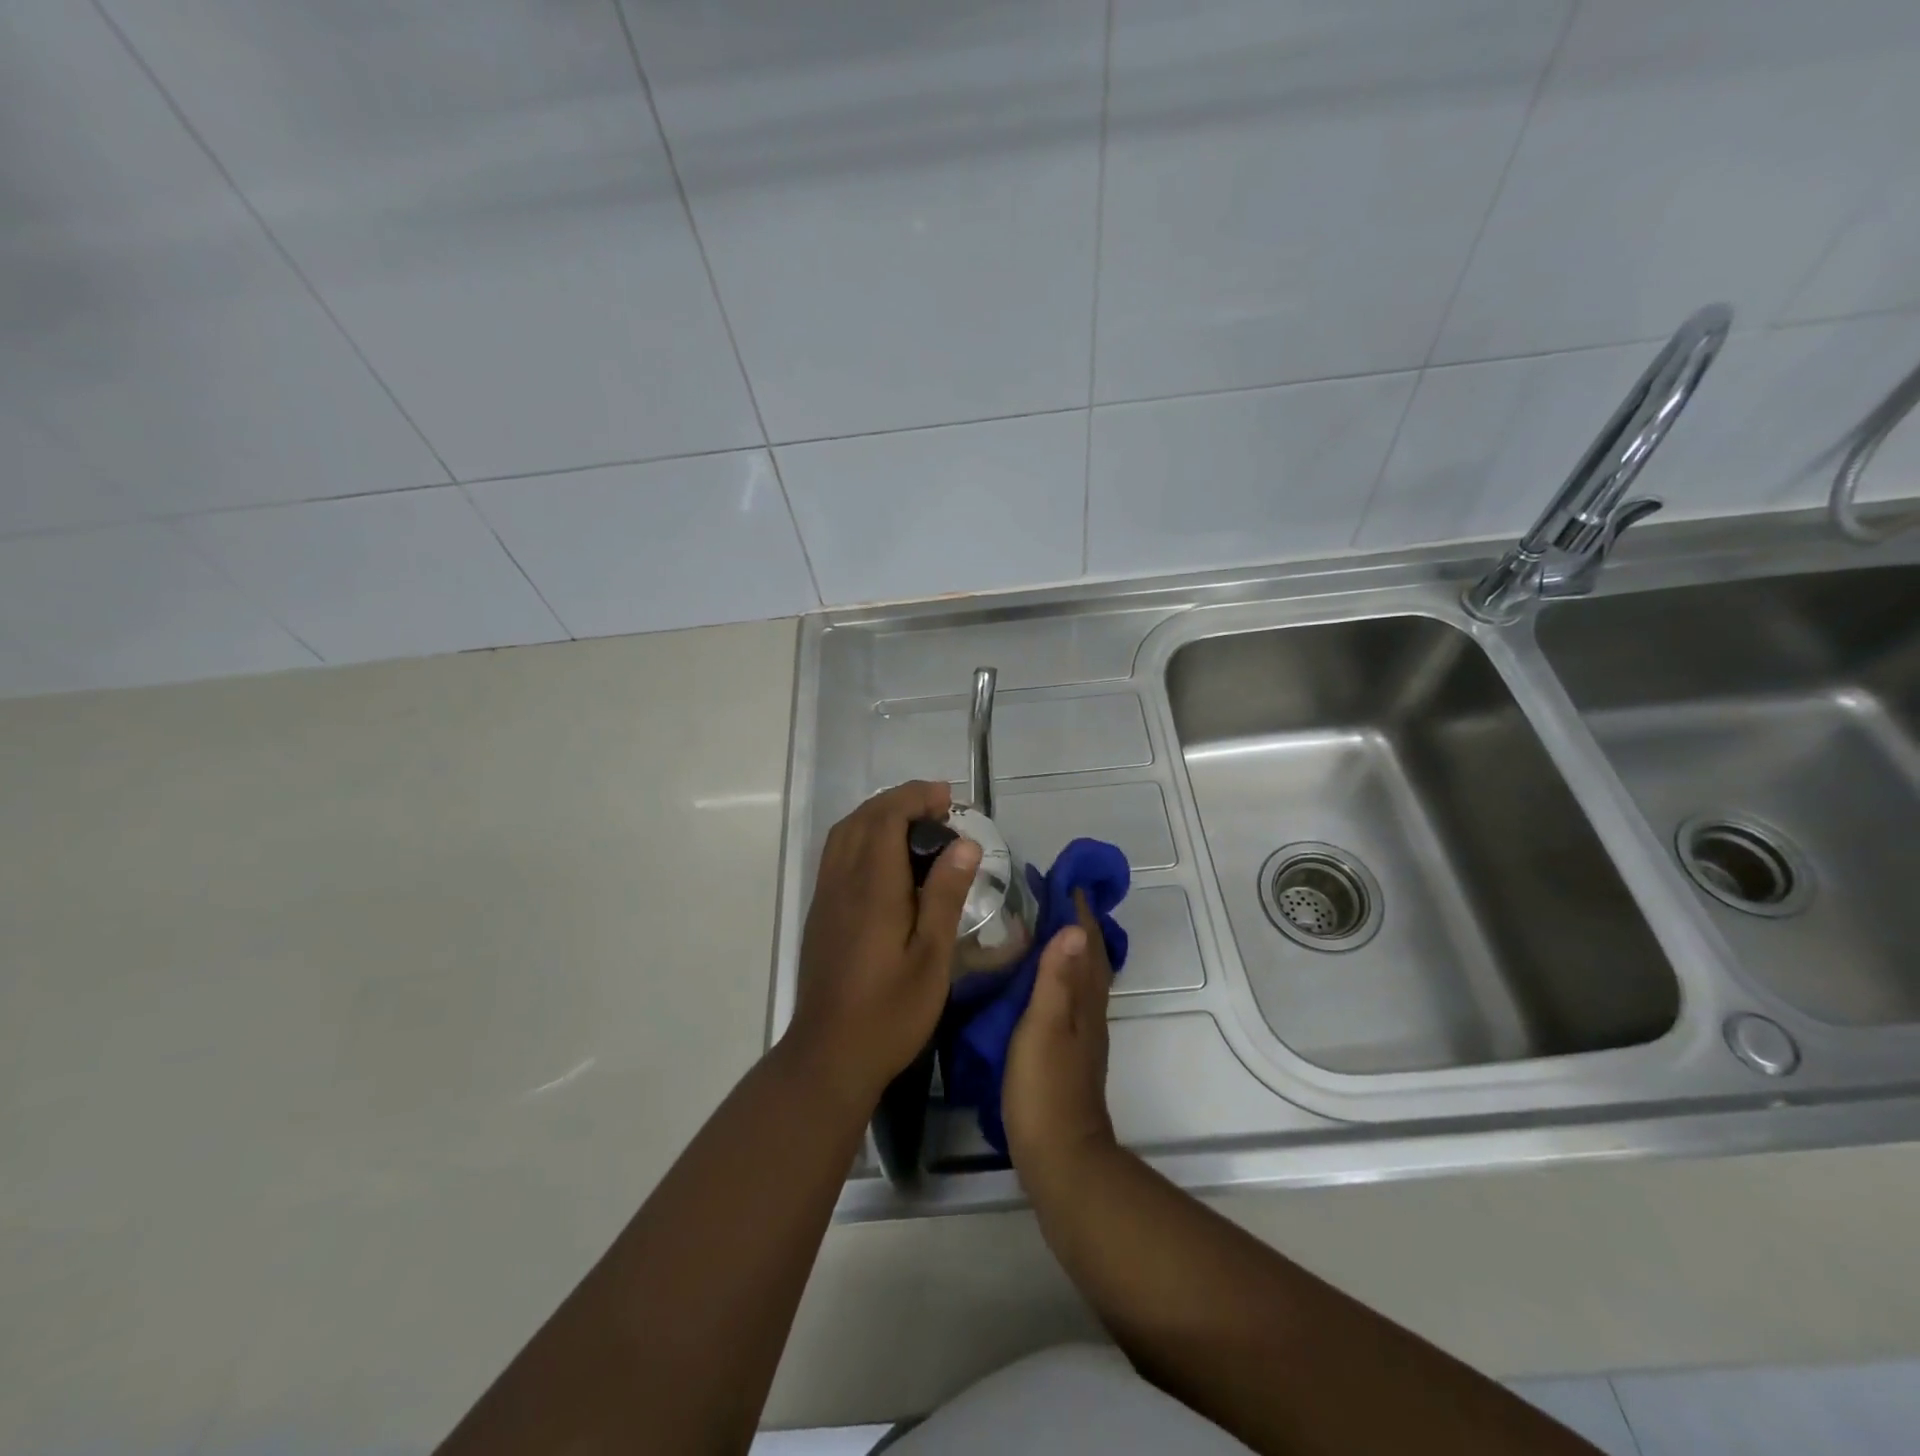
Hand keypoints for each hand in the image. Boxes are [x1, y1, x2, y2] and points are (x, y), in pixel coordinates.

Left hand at [787, 780, 980, 1110]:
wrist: (829, 1055)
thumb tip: (965, 844)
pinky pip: (837, 854)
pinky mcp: (820, 913)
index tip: (949, 799)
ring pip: (845, 833)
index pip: (886, 817)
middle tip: (939, 808)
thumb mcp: (932, 957)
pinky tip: (886, 858)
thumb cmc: (890, 1011)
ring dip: (877, 815)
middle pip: (863, 818)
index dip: (916, 798)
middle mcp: (842, 881)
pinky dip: (862, 836)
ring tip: (915, 824)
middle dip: (900, 800)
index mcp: (872, 887)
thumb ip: (945, 895)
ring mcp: (825, 897)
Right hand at [1003, 891, 1118, 1182]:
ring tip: (1043, 927)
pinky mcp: (1069, 1051)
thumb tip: (1073, 927)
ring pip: (1081, 977)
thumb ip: (1055, 980)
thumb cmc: (1046, 1088)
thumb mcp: (1044, 1028)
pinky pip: (1069, 996)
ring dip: (1070, 947)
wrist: (1060, 1156)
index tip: (1065, 878)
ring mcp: (1081, 1032)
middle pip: (1090, 956)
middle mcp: (1089, 1010)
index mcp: (1084, 1000)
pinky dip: (1060, 975)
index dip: (1079, 910)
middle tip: (1051, 895)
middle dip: (1077, 923)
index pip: (1087, 942)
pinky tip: (1040, 980)